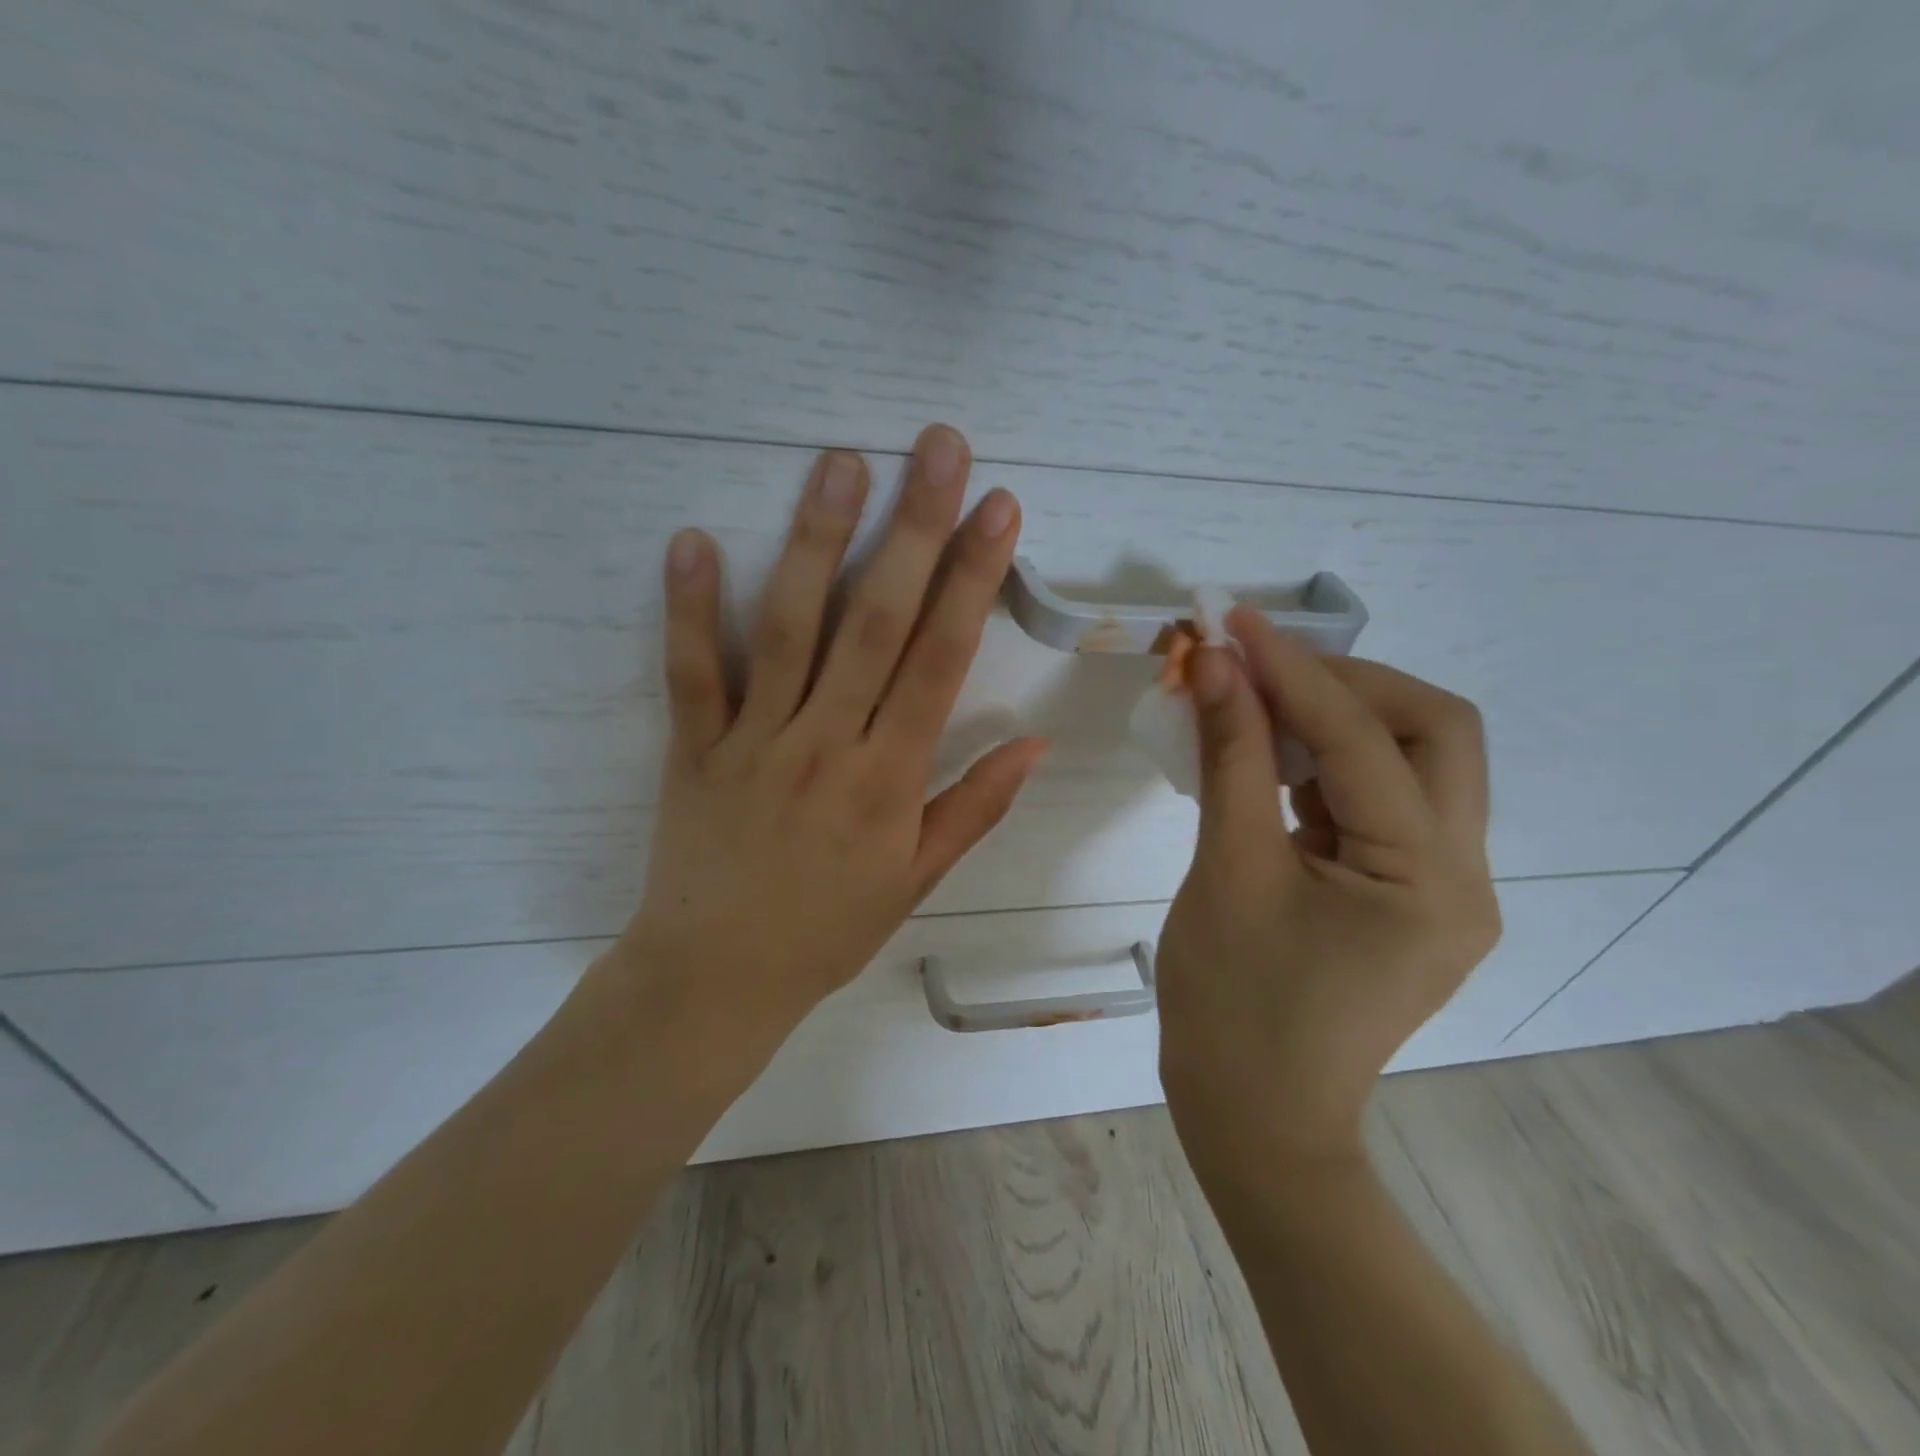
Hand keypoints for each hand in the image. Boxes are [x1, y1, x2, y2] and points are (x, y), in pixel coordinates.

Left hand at [610, 425, 1047, 1040]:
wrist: (716, 978)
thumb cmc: (827, 930)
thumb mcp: (916, 880)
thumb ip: (974, 806)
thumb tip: (1035, 743)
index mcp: (889, 778)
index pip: (941, 661)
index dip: (972, 579)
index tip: (997, 509)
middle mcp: (827, 744)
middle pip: (876, 622)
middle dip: (913, 529)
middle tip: (936, 447)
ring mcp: (755, 741)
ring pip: (790, 629)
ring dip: (816, 542)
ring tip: (841, 463)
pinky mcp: (694, 748)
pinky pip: (691, 673)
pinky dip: (688, 609)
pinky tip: (691, 540)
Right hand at [1157, 608, 1499, 1166]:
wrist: (1254, 1118)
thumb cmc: (1233, 1006)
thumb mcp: (1227, 870)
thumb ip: (1229, 758)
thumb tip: (1213, 666)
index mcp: (1430, 880)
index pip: (1366, 740)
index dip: (1294, 672)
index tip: (1233, 624)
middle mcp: (1463, 876)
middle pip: (1432, 733)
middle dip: (1346, 683)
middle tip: (1260, 666)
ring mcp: (1441, 888)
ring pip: (1410, 762)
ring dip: (1335, 717)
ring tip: (1255, 698)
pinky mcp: (1407, 896)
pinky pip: (1377, 802)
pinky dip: (1325, 763)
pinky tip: (1269, 753)